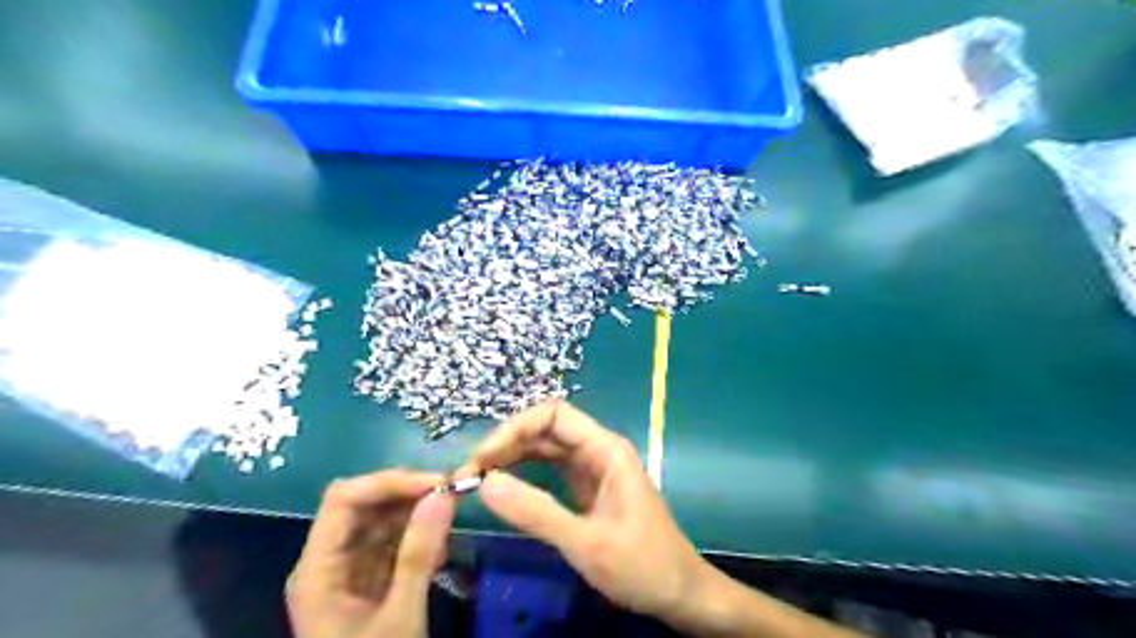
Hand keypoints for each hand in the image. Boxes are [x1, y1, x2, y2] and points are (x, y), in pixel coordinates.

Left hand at [288, 469, 455, 637]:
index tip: (436, 483)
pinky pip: (392, 542)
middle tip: (454, 492)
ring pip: (380, 520)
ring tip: (452, 517)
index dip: (389, 482)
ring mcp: (348, 571)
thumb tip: (444, 493)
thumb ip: (420, 553)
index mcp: (316, 569)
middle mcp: (327, 561)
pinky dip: (419, 536)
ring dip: (417, 512)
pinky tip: (442, 547)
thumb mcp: (400, 617)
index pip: (344, 500)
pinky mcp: (368, 580)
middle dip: (408, 493)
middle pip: (363, 505)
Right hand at [461, 402, 705, 626]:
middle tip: (470, 474)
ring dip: (512, 457)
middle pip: (545, 428)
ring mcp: (592, 468)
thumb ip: (536, 512)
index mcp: (605, 449)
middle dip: (507, 443)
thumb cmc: (641, 565)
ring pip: (545, 448)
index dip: (514, 429)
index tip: (482, 459)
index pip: (553, 415)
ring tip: (478, 479)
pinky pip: (550, 469)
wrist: (679, 592)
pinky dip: (524, 473)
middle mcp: (598, 450)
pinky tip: (503, 486)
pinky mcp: (587, 488)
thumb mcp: (586, 543)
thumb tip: (485, 484)